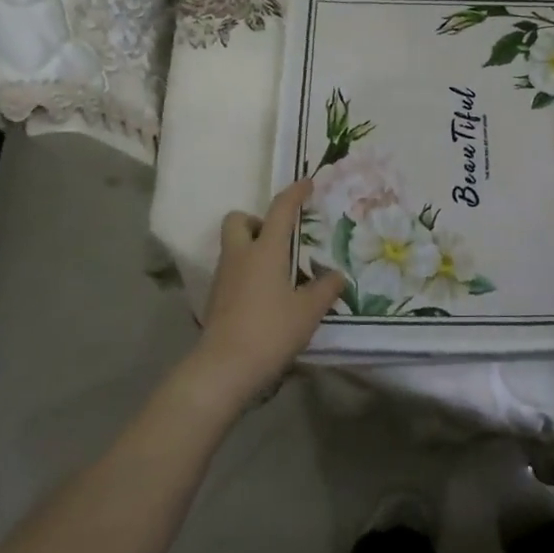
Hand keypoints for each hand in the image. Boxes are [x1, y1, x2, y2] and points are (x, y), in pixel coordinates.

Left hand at [190, 179, 346, 404]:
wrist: (223, 369)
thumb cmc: (270, 331)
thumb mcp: (308, 311)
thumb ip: (325, 289)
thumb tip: (337, 276)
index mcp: (265, 250)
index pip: (280, 210)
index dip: (294, 193)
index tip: (307, 183)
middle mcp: (240, 256)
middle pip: (237, 220)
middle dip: (255, 221)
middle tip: (278, 239)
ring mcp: (223, 278)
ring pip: (233, 247)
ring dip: (251, 249)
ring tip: (278, 273)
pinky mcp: (216, 300)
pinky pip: (232, 273)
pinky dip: (246, 275)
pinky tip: (265, 298)